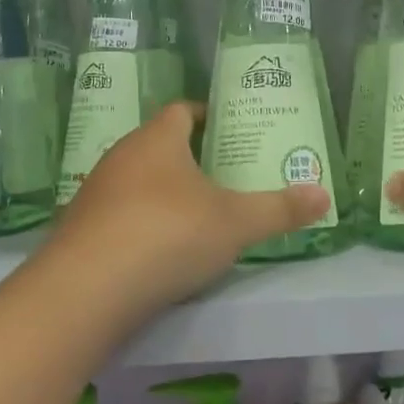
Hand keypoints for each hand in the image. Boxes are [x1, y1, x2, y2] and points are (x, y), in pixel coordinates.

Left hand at [47, 102, 329, 310]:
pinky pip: (117, 215)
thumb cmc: (167, 235)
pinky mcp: (78, 231)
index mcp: (157, 139)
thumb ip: (279, 209)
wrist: (83, 292)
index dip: (206, 115)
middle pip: (159, 145)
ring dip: (163, 192)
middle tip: (225, 173)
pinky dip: (140, 223)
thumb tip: (324, 196)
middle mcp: (121, 156)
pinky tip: (158, 250)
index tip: (230, 129)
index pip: (182, 110)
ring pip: (136, 181)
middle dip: (190, 156)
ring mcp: (94, 193)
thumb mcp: (235, 223)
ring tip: (197, 213)